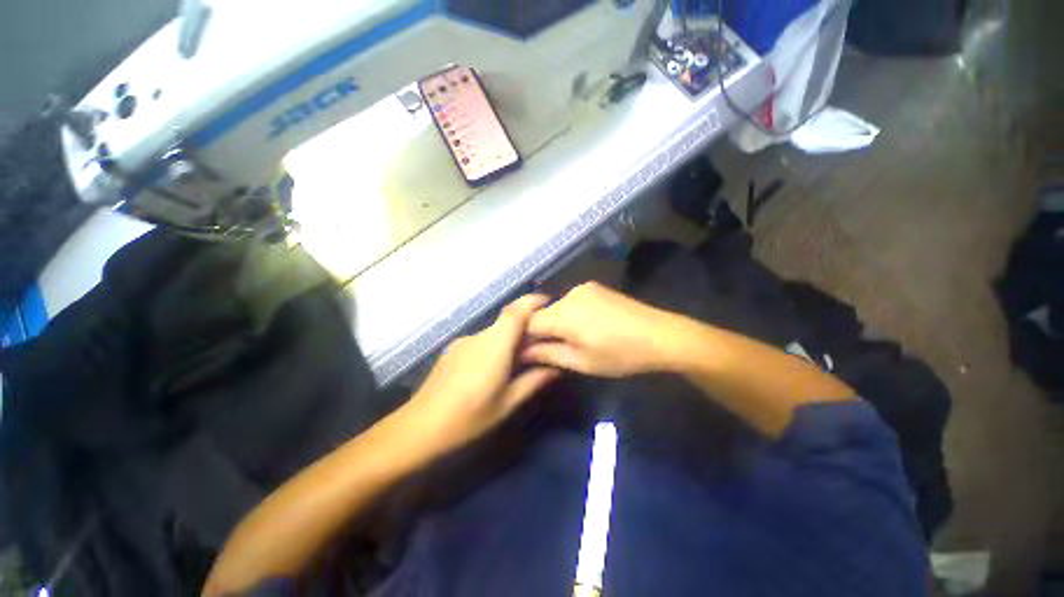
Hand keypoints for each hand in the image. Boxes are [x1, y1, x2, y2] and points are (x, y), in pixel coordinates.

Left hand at [406, 294, 559, 453]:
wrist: (419, 428)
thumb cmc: (469, 418)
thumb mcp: (507, 403)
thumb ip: (534, 381)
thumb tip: (557, 367)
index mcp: (494, 345)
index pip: (516, 311)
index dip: (533, 301)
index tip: (549, 302)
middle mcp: (478, 336)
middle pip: (507, 321)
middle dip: (526, 327)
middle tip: (541, 344)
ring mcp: (463, 342)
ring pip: (494, 332)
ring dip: (509, 339)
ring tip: (519, 361)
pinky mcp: (453, 350)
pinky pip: (481, 341)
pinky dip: (494, 346)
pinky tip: (493, 369)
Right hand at [522, 282, 679, 376]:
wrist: (662, 336)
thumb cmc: (620, 354)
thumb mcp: (582, 362)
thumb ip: (548, 354)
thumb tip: (522, 353)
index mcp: (563, 313)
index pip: (528, 322)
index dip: (524, 338)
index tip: (528, 354)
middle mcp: (569, 294)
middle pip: (542, 313)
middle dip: (542, 331)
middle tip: (552, 351)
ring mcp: (584, 288)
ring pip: (557, 307)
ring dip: (557, 323)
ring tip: (573, 340)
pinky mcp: (596, 287)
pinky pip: (572, 301)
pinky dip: (570, 314)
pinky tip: (587, 327)